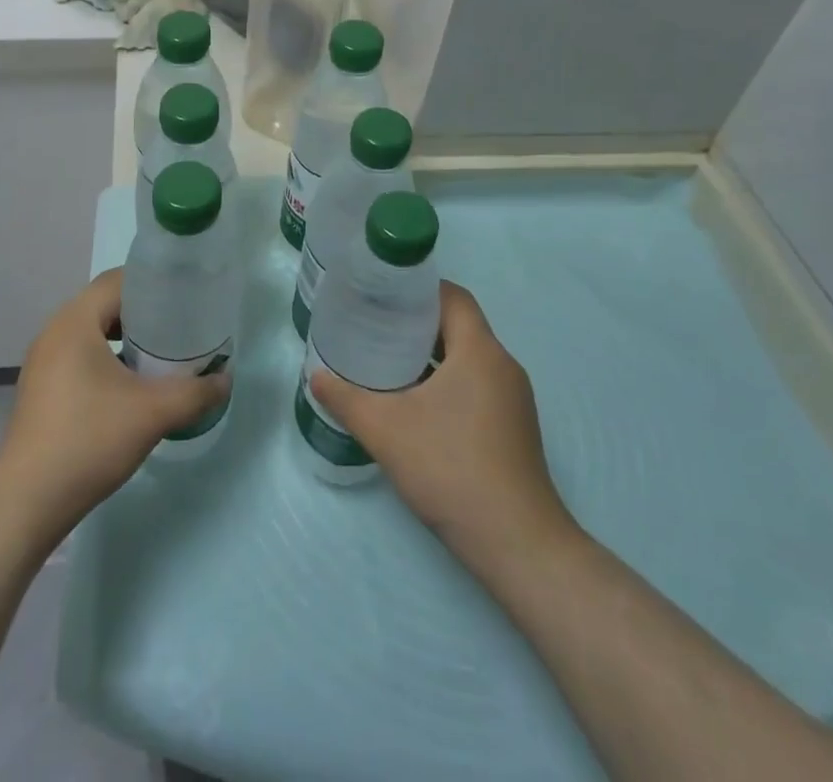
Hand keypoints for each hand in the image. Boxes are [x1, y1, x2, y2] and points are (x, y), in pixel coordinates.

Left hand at [0, 268, 229, 551]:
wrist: (27, 502)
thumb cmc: (89, 441)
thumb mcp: (153, 413)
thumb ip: (195, 392)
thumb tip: (225, 379)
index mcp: (75, 321)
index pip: (118, 280)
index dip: (154, 282)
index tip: (186, 295)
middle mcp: (54, 331)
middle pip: (105, 303)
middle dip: (145, 310)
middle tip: (180, 324)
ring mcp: (44, 361)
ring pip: (93, 331)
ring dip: (126, 336)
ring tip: (161, 352)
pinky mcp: (42, 387)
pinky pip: (81, 354)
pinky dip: (108, 357)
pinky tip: (132, 383)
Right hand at [309, 281, 573, 574]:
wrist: (516, 544)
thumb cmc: (451, 468)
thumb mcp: (386, 430)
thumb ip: (346, 399)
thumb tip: (316, 377)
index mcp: (480, 351)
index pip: (453, 296)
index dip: (418, 288)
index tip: (382, 294)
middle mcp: (503, 366)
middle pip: (460, 325)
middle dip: (418, 322)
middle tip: (375, 326)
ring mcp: (514, 399)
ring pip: (468, 357)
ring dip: (432, 354)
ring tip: (388, 361)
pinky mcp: (514, 428)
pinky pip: (477, 384)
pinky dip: (447, 381)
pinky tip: (416, 404)